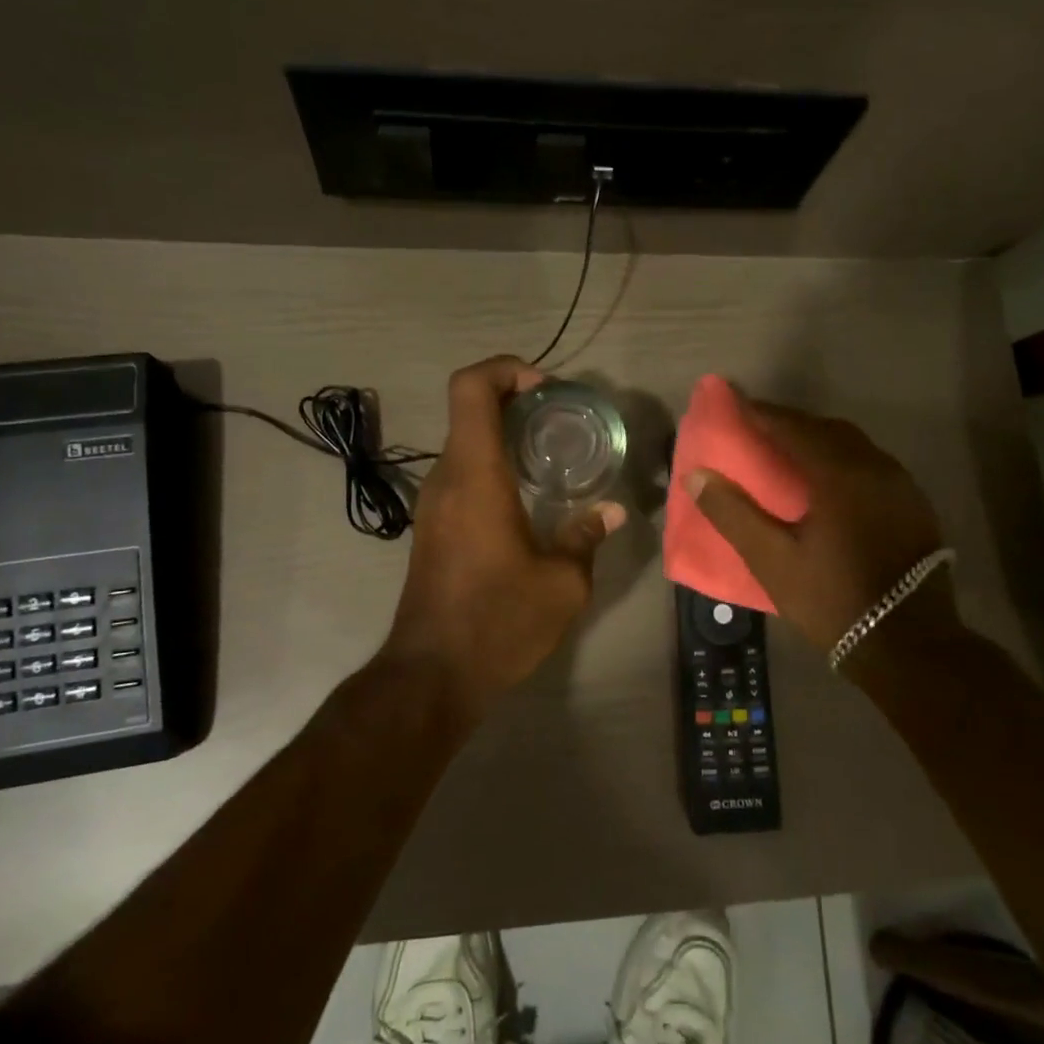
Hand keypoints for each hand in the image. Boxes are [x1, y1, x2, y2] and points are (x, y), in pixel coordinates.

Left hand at [385, 356, 624, 707]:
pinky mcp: (432, 527)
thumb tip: (612, 512)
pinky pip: (462, 474)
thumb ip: (586, 537)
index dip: (504, 368)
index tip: (545, 386)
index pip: (470, 388)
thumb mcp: (562, 584)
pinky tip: (528, 498)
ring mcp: (433, 504)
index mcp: (475, 476)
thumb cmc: (498, 621)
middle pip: (469, 410)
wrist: (431, 675)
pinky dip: (493, 465)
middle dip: (515, 400)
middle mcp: (446, 479)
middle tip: (562, 419)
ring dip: (504, 435)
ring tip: (553, 456)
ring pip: (465, 443)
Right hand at [683, 398, 953, 655]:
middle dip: (788, 422)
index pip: (792, 428)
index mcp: (839, 474)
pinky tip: (826, 478)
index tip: (732, 400)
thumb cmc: (833, 600)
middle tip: (756, 425)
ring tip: (786, 448)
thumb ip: (732, 514)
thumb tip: (697, 475)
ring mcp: (900, 485)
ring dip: (816, 438)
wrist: (909, 644)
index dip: (760, 412)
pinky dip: (840, 457)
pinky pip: (869, 463)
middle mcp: (874, 467)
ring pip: (852, 445)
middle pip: (825, 429)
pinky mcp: (912, 504)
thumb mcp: (772, 560)